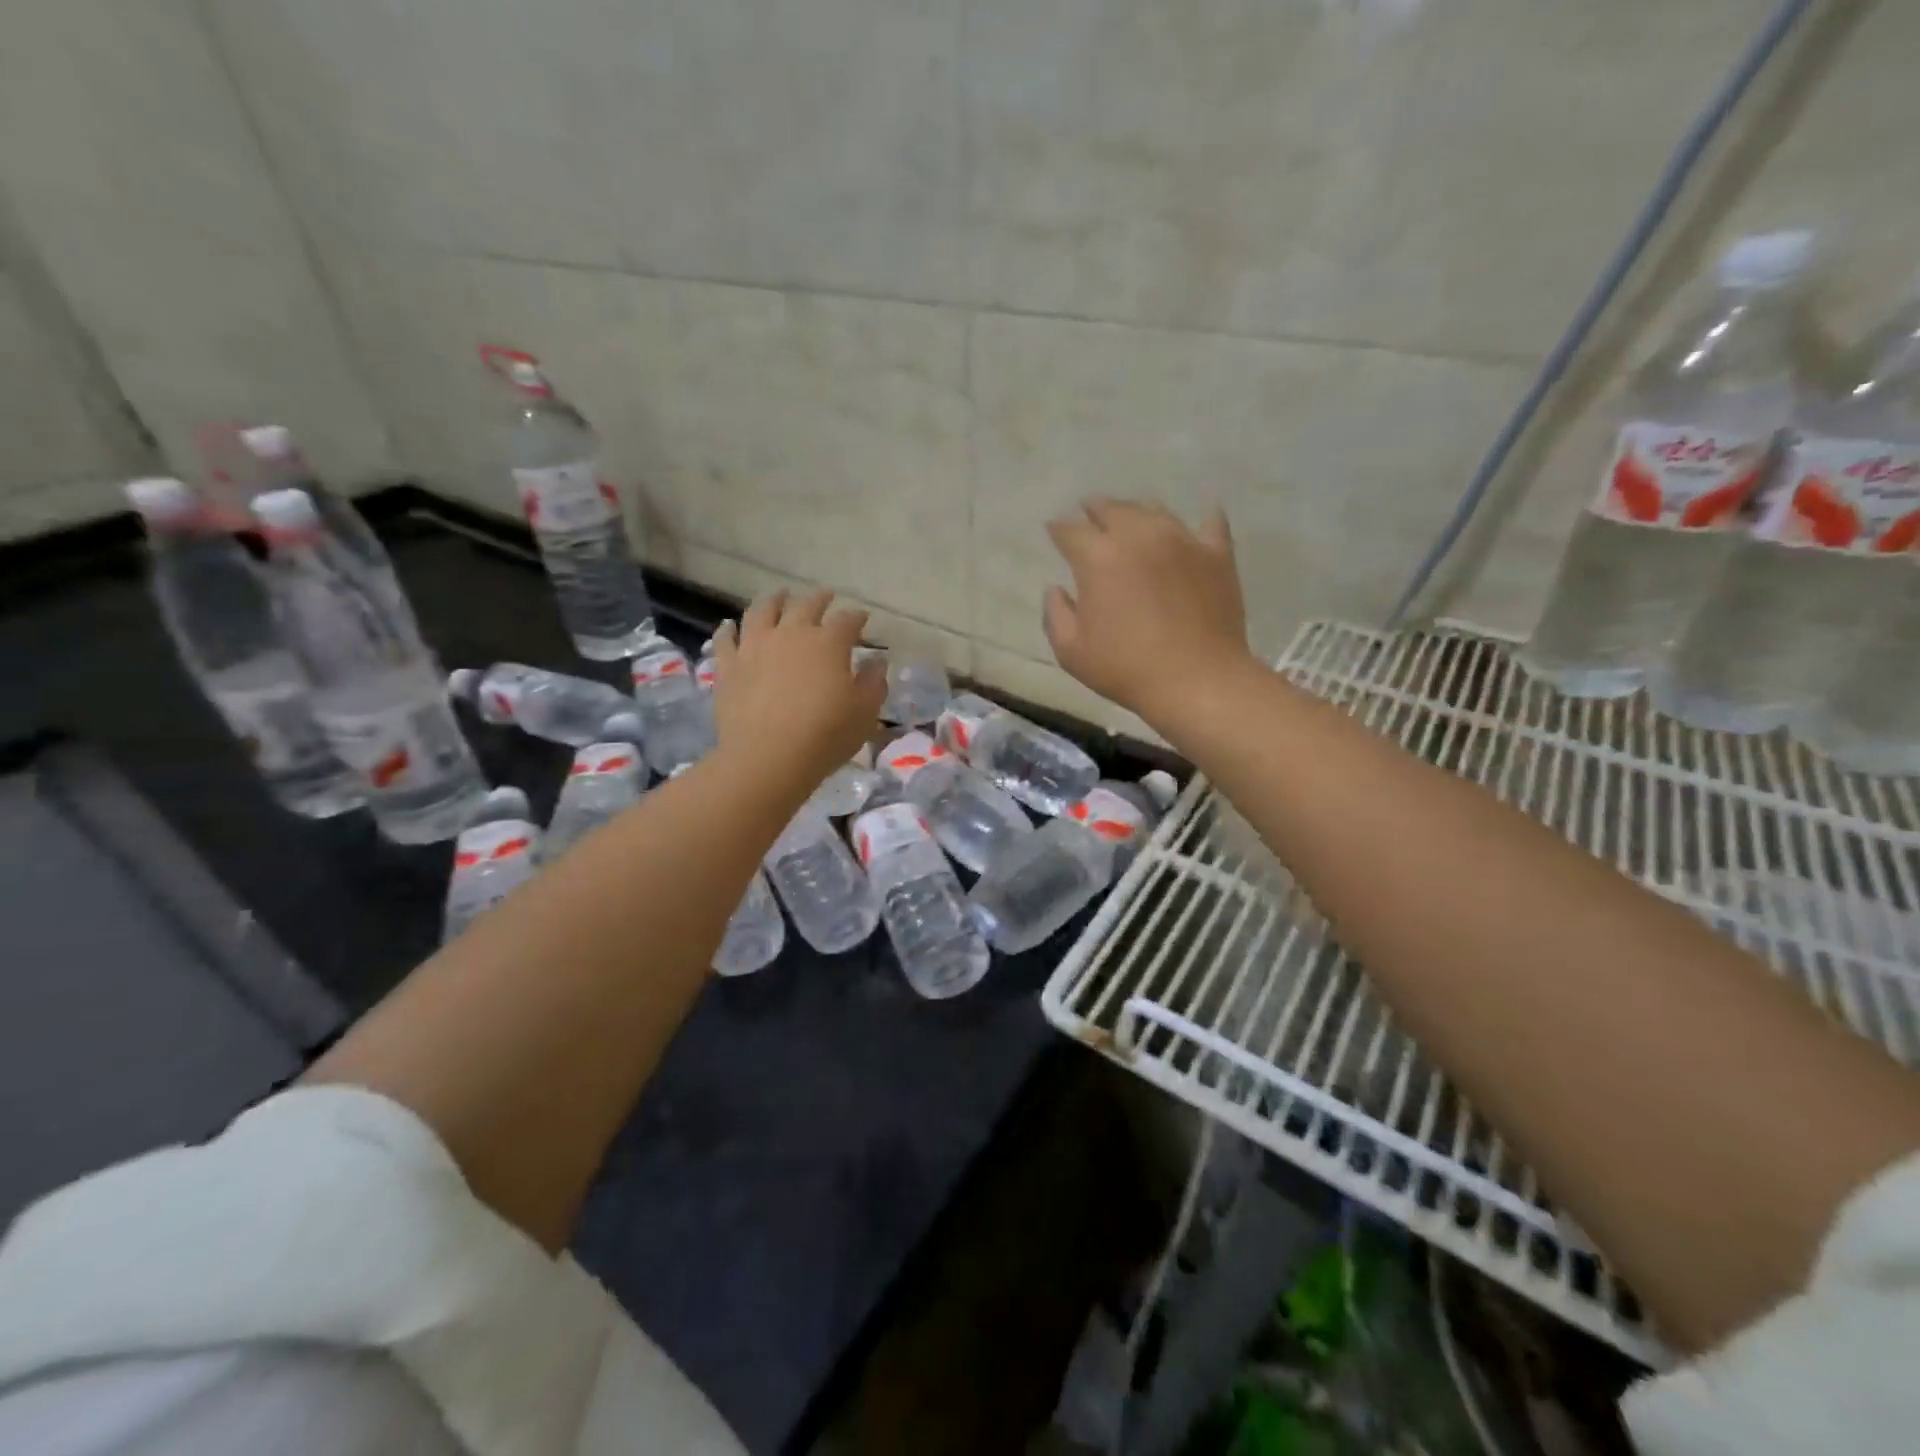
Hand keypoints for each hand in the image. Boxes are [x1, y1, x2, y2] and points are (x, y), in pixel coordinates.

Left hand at [710, 588, 885, 795]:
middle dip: (820, 599)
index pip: (847, 620)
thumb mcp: (864, 712)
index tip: (863, 619)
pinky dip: (728, 630)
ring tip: (780, 596)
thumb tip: (877, 662)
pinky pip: (725, 640)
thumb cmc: (825, 735)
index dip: (857, 618)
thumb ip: (874, 683)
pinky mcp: (729, 666)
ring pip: (762, 611)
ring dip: (774, 600)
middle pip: (806, 606)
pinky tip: (730, 627)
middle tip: (826, 596)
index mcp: (828, 643)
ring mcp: (755, 646)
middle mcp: (791, 633)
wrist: (767, 757)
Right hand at [1044, 499, 1250, 718]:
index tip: (1054, 532)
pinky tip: (1201, 517)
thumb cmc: (1125, 669)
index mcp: (1099, 557)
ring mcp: (1183, 540)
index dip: (1058, 529)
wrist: (1197, 680)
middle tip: (1089, 514)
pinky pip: (1210, 523)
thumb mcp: (1071, 651)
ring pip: (1154, 511)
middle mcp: (1139, 536)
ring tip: (1132, 522)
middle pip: (1112, 509)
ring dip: (1137, 513)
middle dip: (1095, 510)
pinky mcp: (1217, 554)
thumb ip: (1056, 614)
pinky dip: (1202, 518)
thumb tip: (1056, 589)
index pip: (1070, 530)